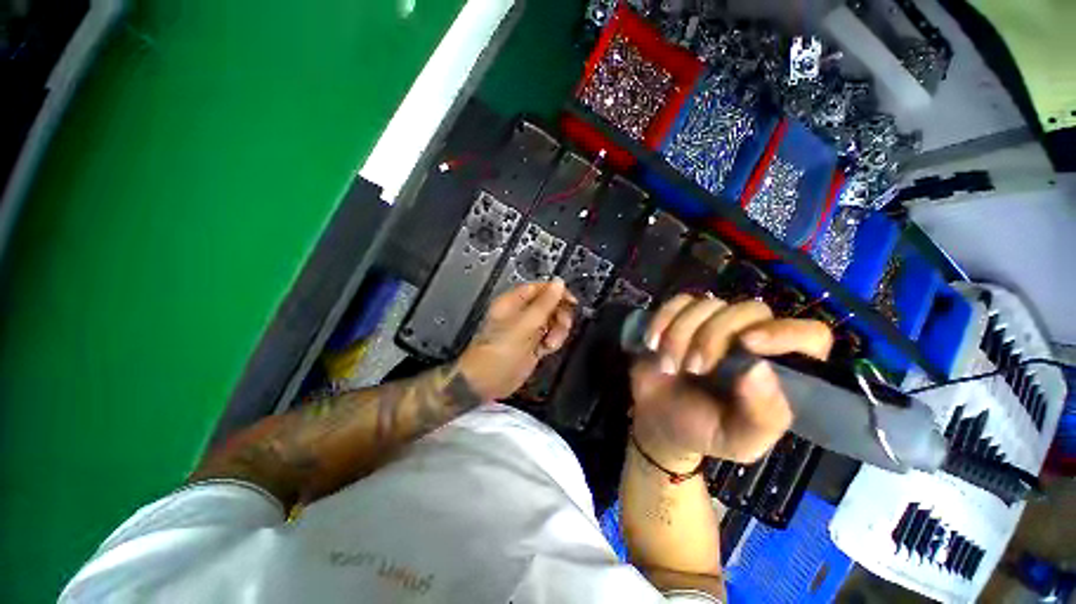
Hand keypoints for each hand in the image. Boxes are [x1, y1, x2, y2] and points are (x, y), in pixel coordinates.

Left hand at [457, 279, 576, 399]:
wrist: (488, 382)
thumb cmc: (502, 350)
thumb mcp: (525, 324)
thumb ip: (545, 303)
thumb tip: (559, 282)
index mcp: (513, 302)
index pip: (539, 288)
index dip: (557, 292)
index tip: (572, 301)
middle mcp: (521, 313)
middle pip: (548, 304)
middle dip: (559, 314)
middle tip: (562, 325)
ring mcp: (527, 330)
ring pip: (552, 321)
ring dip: (558, 331)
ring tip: (551, 342)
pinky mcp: (532, 345)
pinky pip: (550, 336)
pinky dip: (553, 341)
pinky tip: (548, 349)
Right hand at [630, 294, 832, 470]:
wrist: (658, 418)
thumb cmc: (703, 431)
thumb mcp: (739, 440)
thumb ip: (762, 416)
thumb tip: (760, 369)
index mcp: (779, 370)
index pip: (810, 337)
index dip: (785, 333)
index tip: (748, 343)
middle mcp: (751, 339)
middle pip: (750, 310)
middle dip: (713, 337)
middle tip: (692, 368)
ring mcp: (714, 324)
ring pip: (708, 304)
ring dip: (680, 334)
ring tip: (667, 365)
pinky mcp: (682, 317)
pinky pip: (678, 302)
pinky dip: (662, 320)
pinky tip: (652, 343)